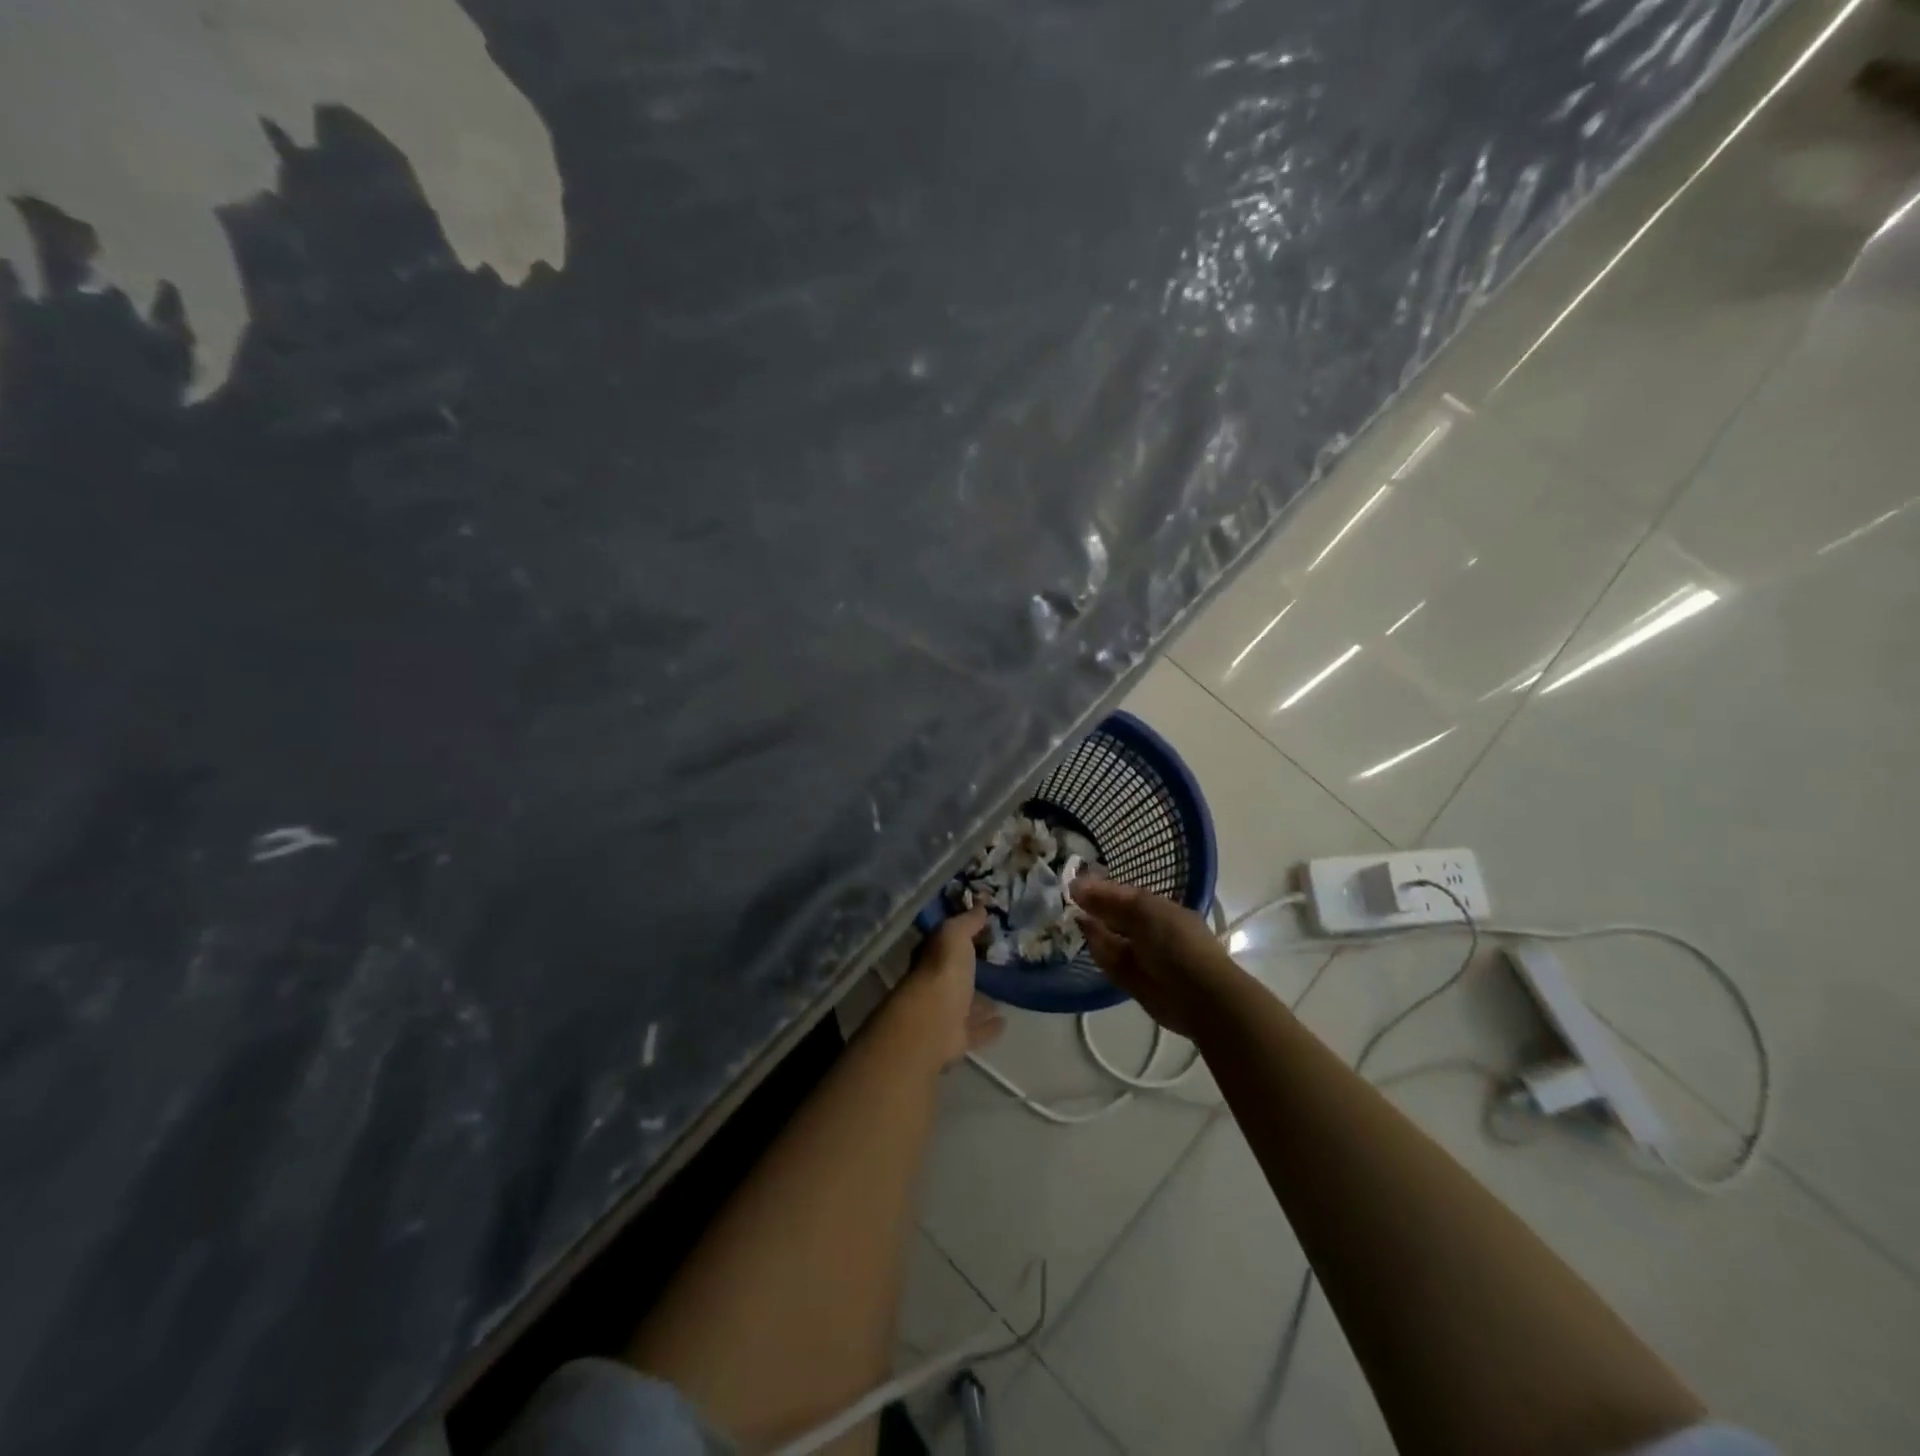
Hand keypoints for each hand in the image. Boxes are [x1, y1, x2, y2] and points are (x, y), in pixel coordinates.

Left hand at [896, 908, 1005, 1066]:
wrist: (934, 1022)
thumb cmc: (943, 971)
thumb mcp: (954, 935)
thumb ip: (967, 922)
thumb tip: (980, 906)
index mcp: (930, 959)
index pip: (943, 945)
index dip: (958, 938)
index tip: (981, 933)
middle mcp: (933, 986)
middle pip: (954, 976)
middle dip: (970, 972)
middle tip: (995, 965)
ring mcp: (943, 1014)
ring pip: (964, 1004)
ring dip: (980, 1001)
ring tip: (1003, 994)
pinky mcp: (956, 1039)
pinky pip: (976, 1030)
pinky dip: (988, 1027)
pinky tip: (1005, 1022)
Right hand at [1070, 878, 1248, 1037]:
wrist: (1198, 995)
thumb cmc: (1175, 942)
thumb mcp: (1144, 910)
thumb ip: (1109, 899)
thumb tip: (1077, 885)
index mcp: (1159, 909)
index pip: (1125, 894)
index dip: (1100, 888)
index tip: (1074, 883)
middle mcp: (1149, 930)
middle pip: (1116, 916)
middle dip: (1094, 907)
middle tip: (1067, 898)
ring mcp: (1140, 956)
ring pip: (1111, 938)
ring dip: (1093, 927)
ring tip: (1070, 914)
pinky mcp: (1131, 980)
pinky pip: (1110, 961)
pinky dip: (1097, 949)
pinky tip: (1084, 936)